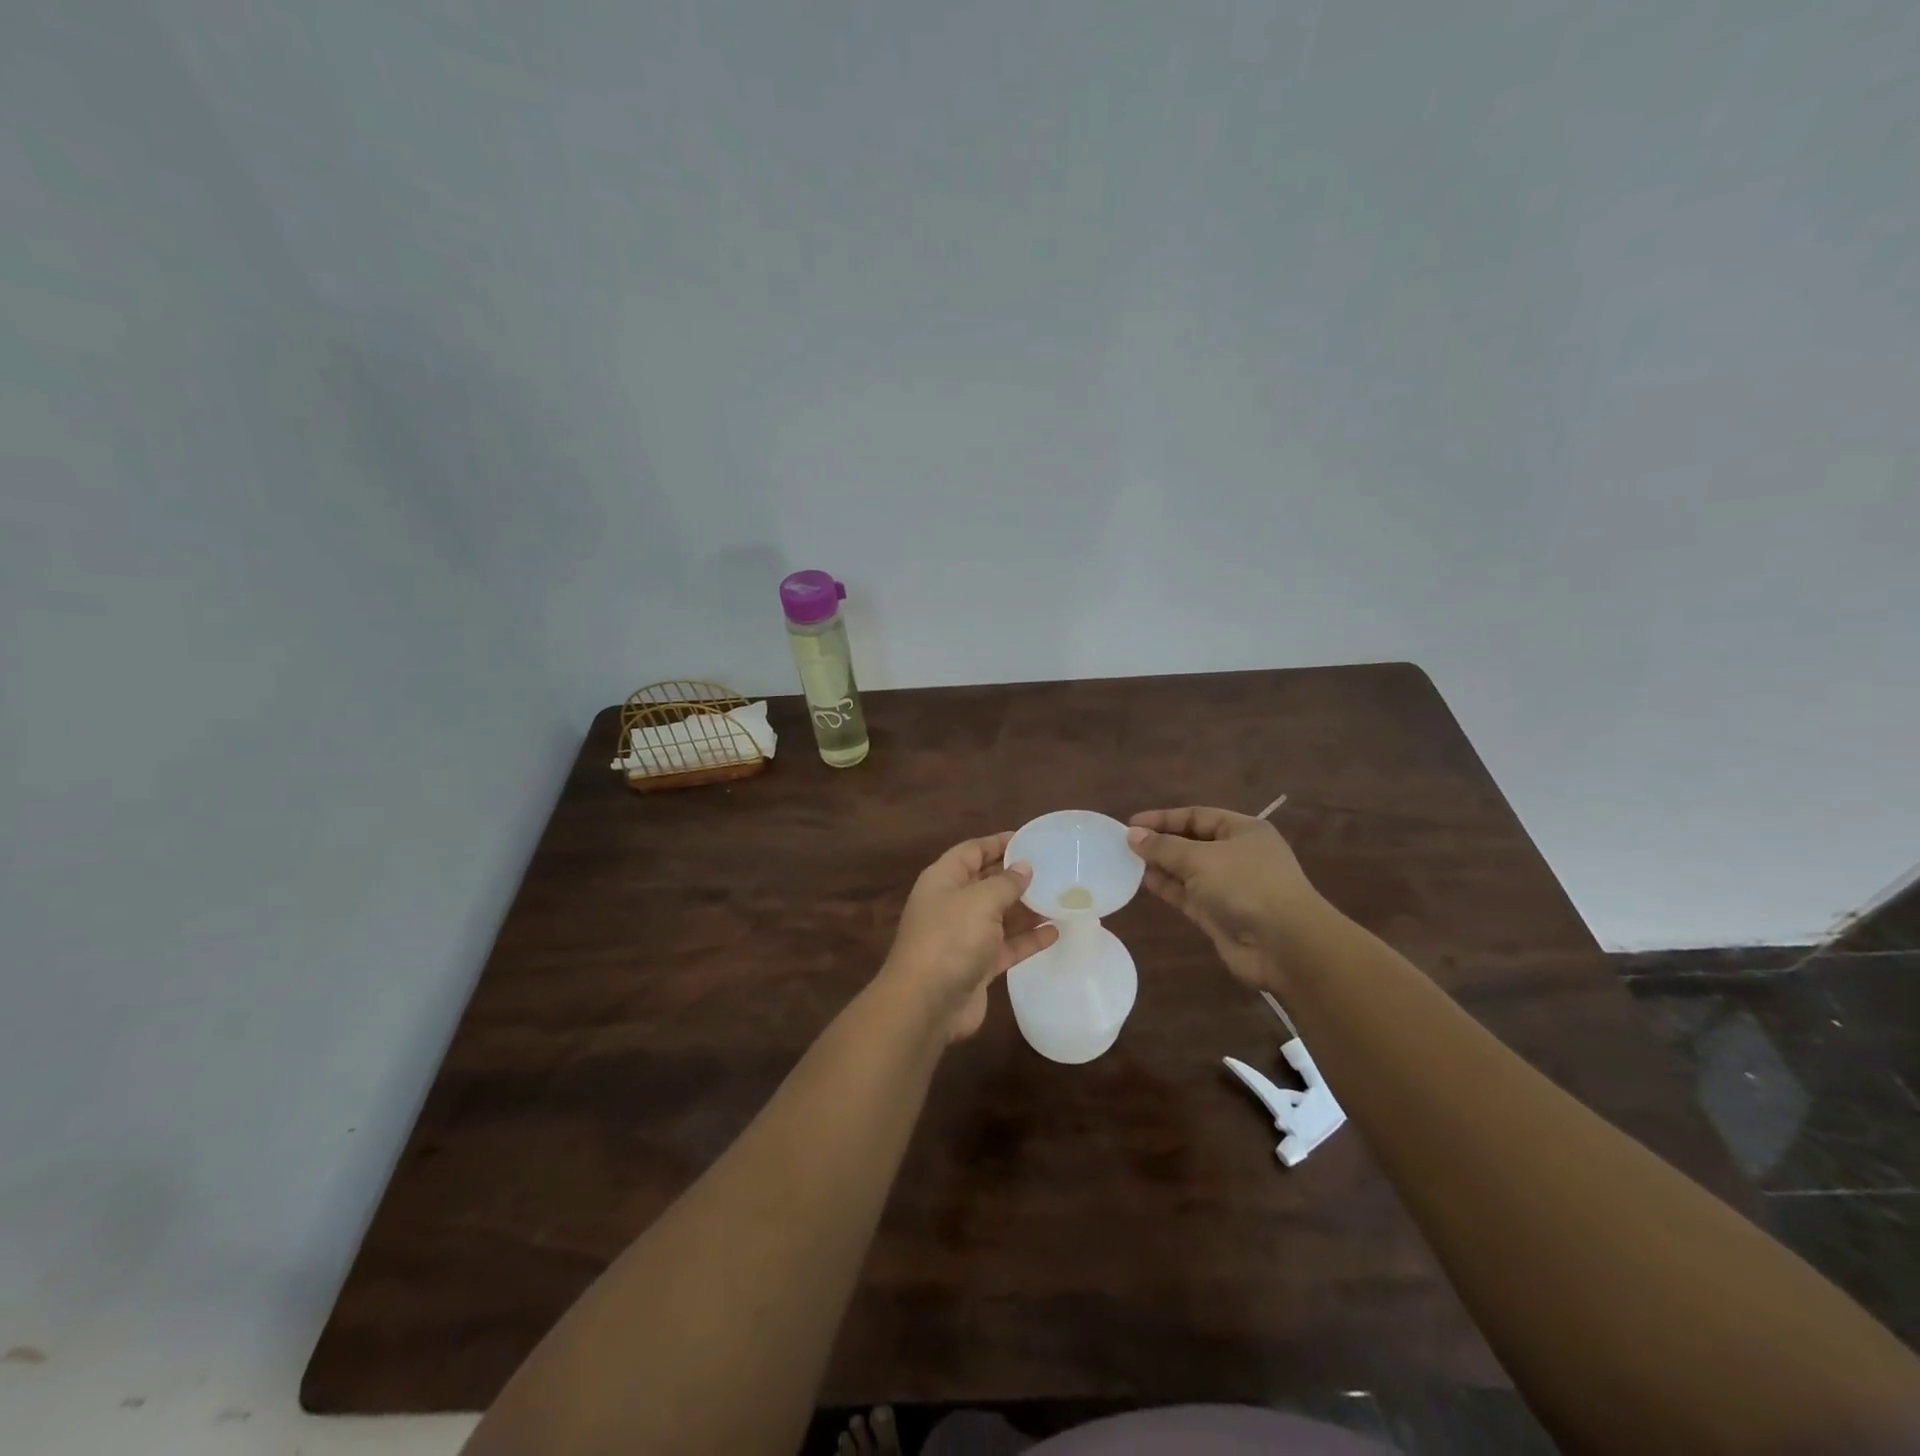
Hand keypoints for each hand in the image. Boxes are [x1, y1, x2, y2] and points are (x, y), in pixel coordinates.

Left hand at [878, 832, 1059, 1040]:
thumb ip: (1005, 882)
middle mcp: (953, 904)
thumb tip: (1024, 867)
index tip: (1031, 839)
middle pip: (987, 882)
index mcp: (944, 880)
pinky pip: (1007, 945)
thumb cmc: (950, 939)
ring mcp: (965, 936)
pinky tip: (1055, 932)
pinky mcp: (978, 965)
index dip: (999, 843)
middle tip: (1054, 869)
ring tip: (1062, 898)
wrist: (926, 1004)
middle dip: (1017, 876)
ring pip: (1000, 915)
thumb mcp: (980, 901)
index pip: (972, 851)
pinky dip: (1029, 939)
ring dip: (1027, 908)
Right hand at [1128, 807, 1325, 989]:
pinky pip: (1188, 894)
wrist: (1285, 945)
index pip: (1197, 816)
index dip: (1164, 818)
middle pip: (1192, 842)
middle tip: (1125, 844)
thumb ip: (1163, 847)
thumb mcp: (1200, 858)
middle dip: (1160, 842)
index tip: (1131, 823)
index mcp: (1243, 830)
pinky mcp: (1219, 914)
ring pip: (1188, 870)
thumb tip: (1132, 835)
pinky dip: (1168, 887)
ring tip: (1127, 862)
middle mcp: (1237, 854)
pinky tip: (1143, 882)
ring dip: (1161, 866)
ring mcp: (1229, 886)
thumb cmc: (1246, 885)